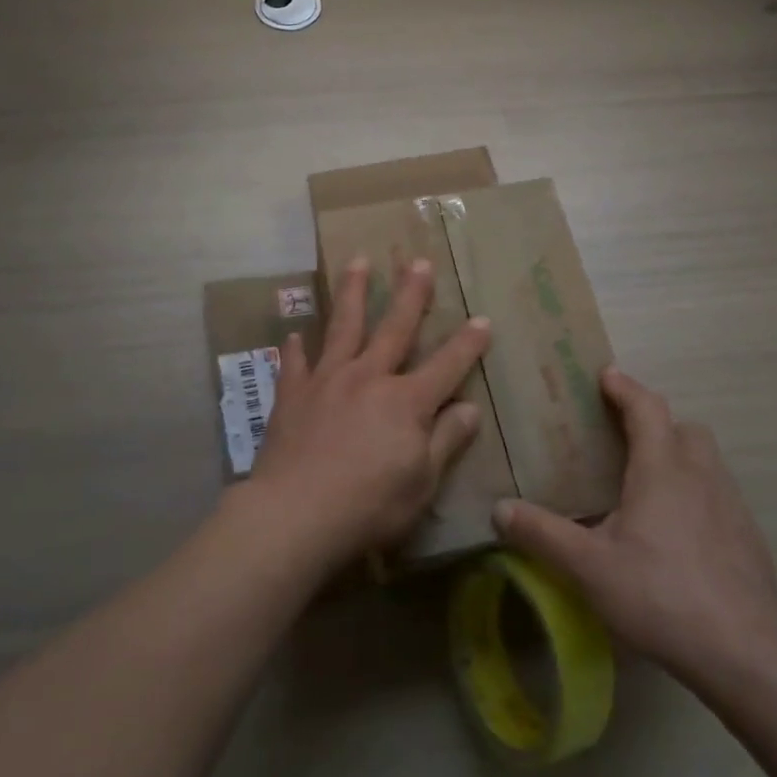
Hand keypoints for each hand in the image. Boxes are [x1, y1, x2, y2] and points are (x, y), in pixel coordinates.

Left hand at [245, 255, 492, 570]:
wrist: (295, 514)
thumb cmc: (369, 505)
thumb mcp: (422, 482)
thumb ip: (446, 440)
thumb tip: (470, 408)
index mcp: (406, 401)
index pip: (446, 366)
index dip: (468, 344)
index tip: (483, 320)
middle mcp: (368, 378)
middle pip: (394, 328)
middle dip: (410, 295)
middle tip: (418, 262)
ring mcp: (327, 381)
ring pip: (343, 327)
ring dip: (353, 293)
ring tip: (358, 261)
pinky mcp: (293, 394)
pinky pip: (295, 363)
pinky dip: (296, 348)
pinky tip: (294, 334)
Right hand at [492, 368, 776, 689]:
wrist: (746, 652)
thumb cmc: (660, 595)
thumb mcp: (589, 567)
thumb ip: (543, 535)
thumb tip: (499, 509)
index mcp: (661, 470)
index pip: (646, 408)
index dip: (625, 387)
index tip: (606, 376)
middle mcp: (701, 475)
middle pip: (684, 428)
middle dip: (657, 423)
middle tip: (625, 438)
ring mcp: (732, 506)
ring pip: (706, 461)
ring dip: (679, 457)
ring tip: (649, 486)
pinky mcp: (749, 538)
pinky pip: (720, 495)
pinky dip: (697, 494)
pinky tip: (679, 533)